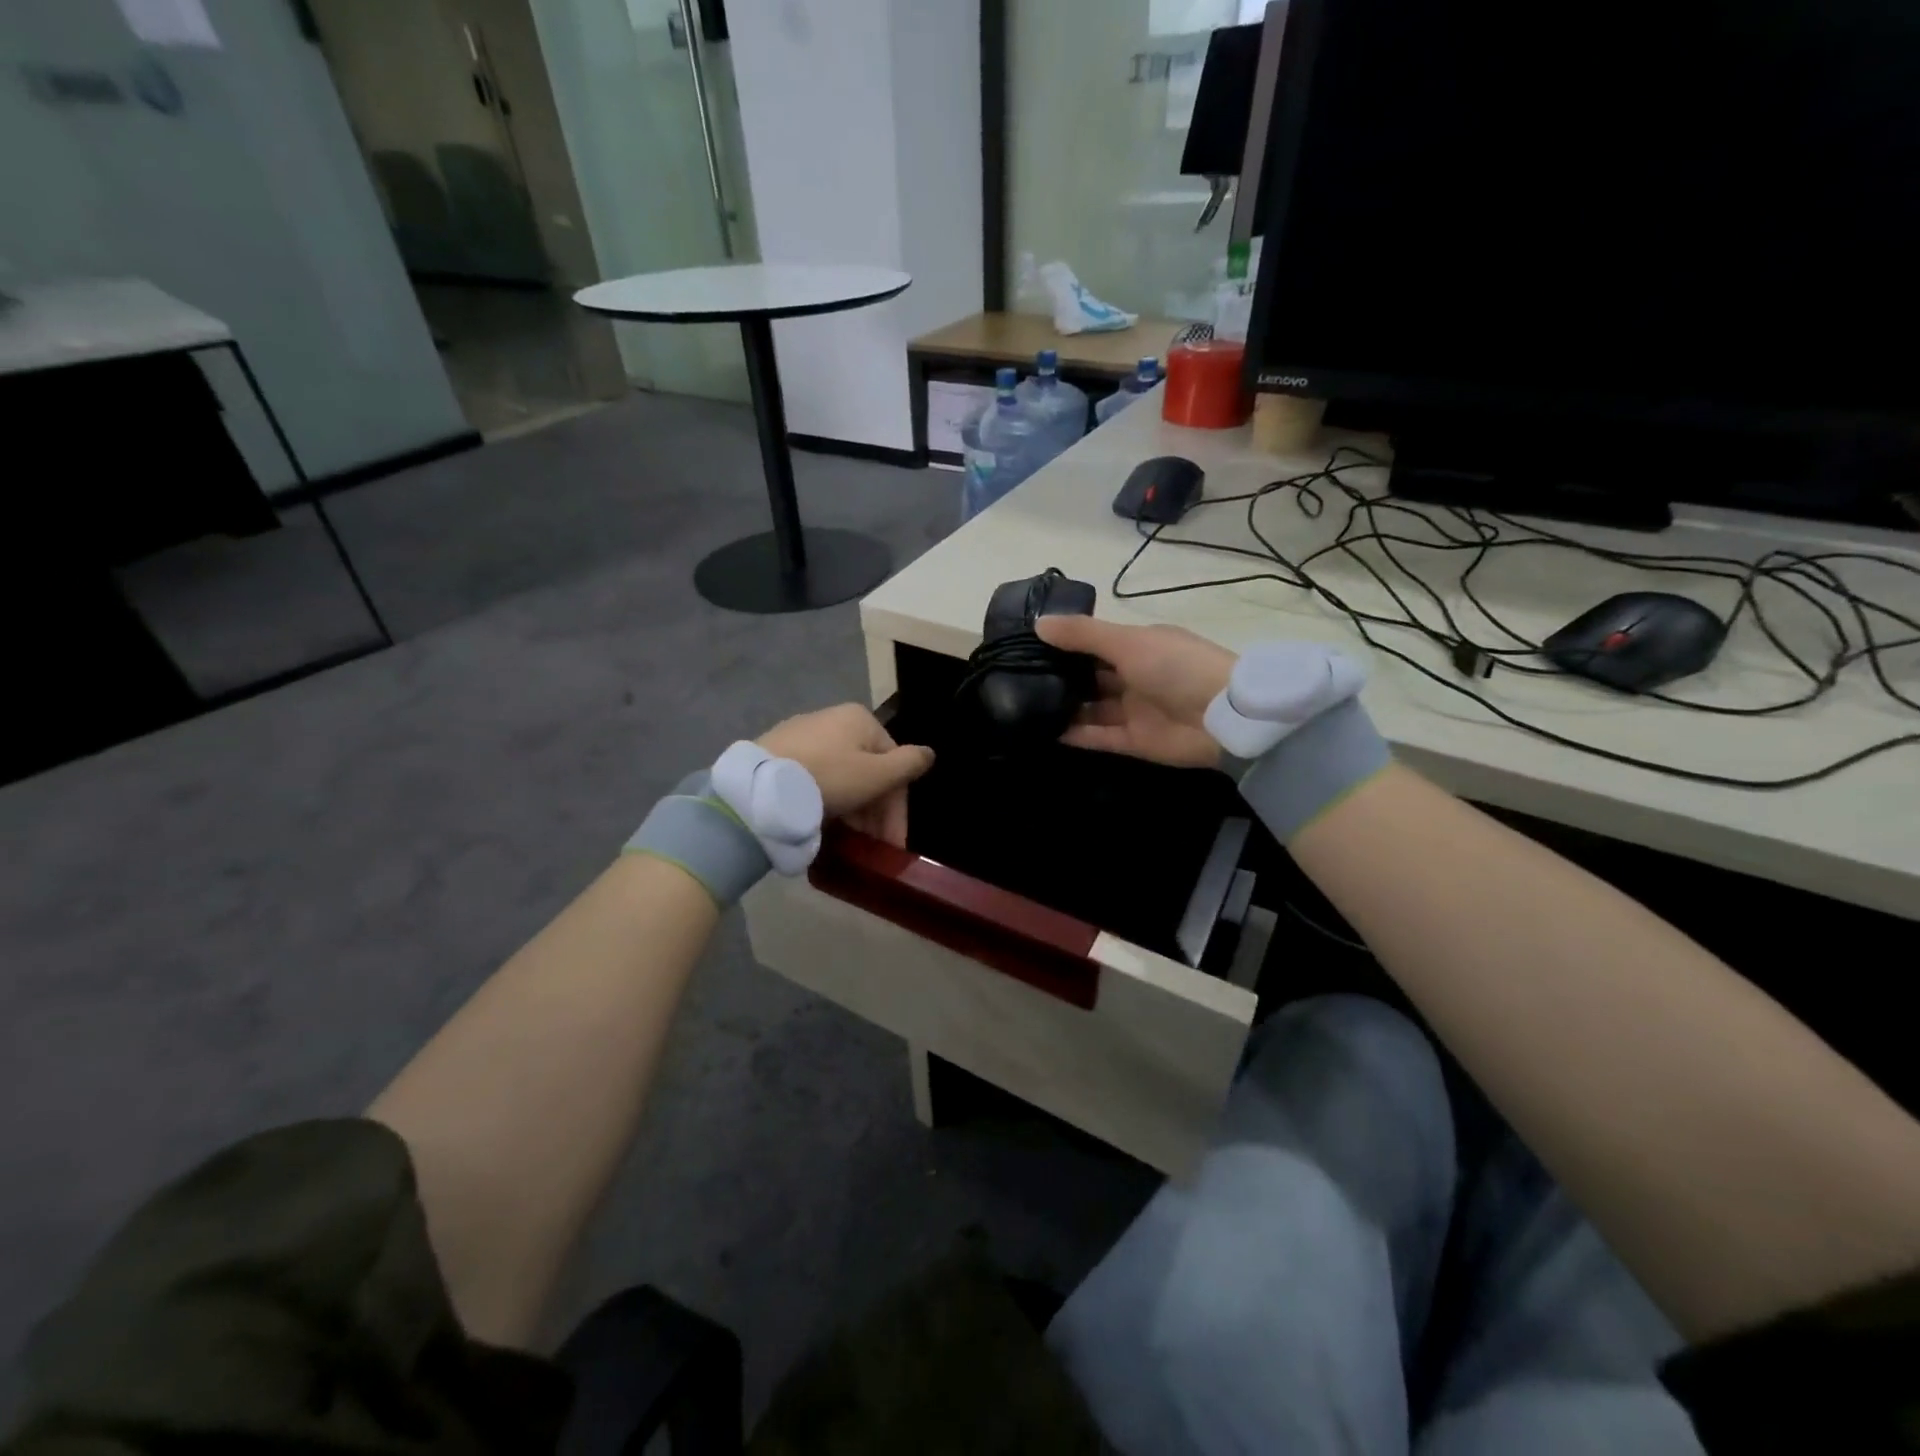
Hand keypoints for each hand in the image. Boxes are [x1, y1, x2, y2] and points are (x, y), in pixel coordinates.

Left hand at [758, 704, 934, 847]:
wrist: (759, 787)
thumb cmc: (828, 778)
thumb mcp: (876, 775)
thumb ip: (908, 765)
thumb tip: (930, 753)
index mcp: (859, 719)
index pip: (893, 764)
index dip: (897, 808)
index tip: (893, 844)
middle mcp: (832, 719)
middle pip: (866, 770)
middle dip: (874, 812)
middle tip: (872, 846)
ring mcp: (802, 735)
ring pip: (841, 775)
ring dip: (853, 809)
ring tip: (848, 840)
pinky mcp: (778, 753)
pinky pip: (815, 778)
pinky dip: (826, 800)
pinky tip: (822, 822)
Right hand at [1034, 615, 1234, 768]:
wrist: (1223, 718)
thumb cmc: (1176, 667)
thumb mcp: (1128, 642)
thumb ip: (1083, 634)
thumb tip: (1038, 624)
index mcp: (1140, 646)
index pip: (1096, 643)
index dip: (1066, 644)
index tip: (1028, 645)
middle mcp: (1135, 677)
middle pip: (1091, 677)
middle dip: (1061, 677)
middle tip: (1018, 678)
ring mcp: (1135, 711)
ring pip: (1092, 708)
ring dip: (1064, 707)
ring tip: (1023, 706)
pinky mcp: (1134, 742)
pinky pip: (1098, 737)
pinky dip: (1074, 735)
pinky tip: (1043, 731)